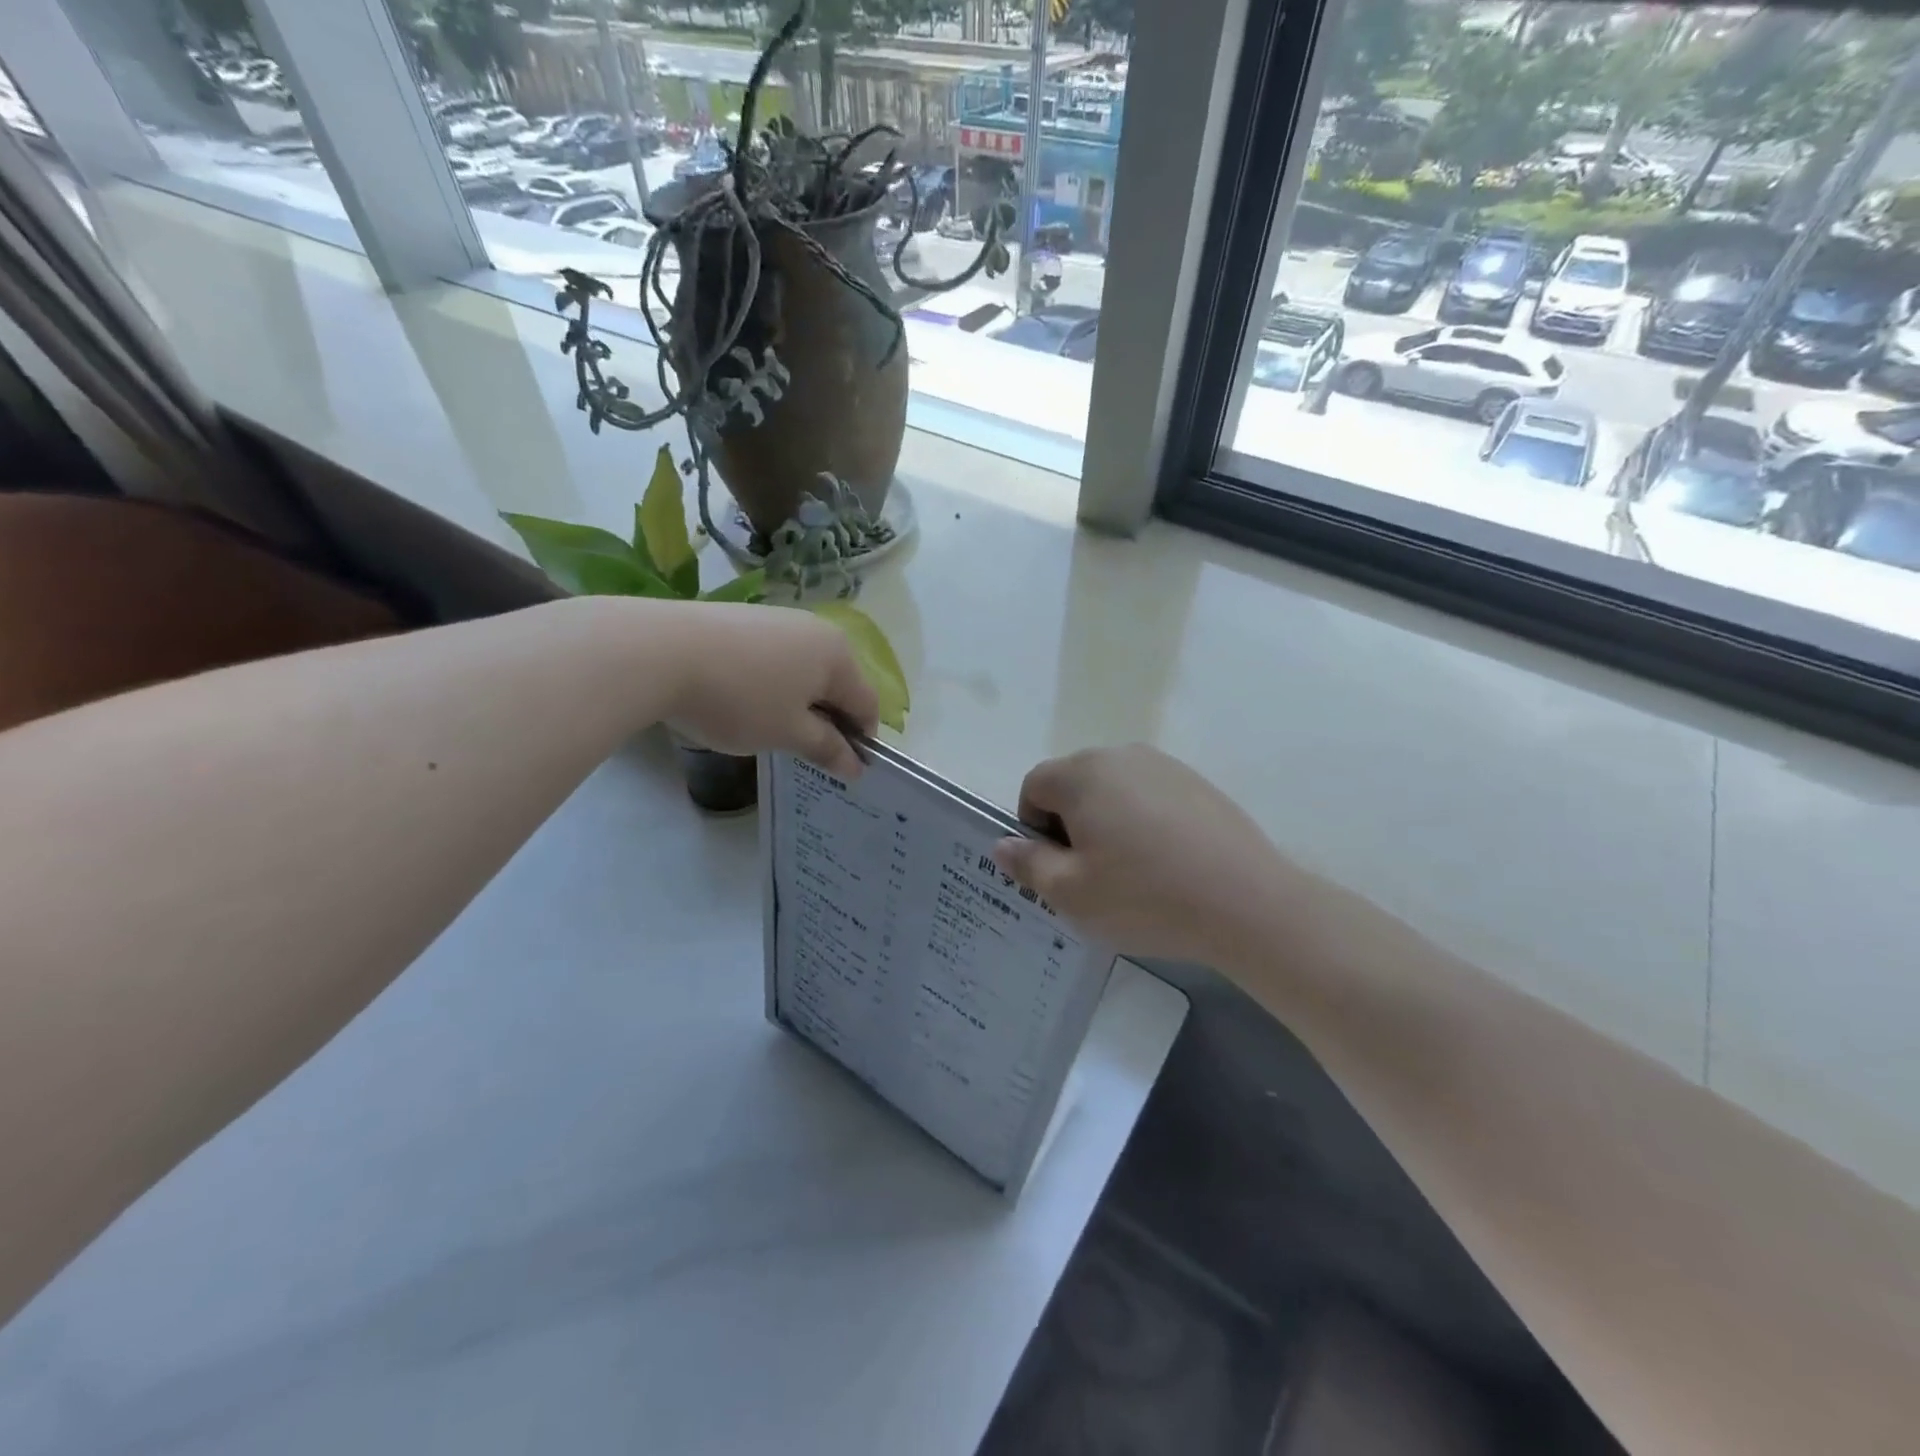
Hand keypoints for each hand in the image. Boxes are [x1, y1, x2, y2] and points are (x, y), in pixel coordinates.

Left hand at [661, 602, 876, 779]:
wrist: (658, 651)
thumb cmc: (739, 699)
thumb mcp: (787, 733)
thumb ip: (826, 748)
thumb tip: (856, 765)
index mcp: (838, 656)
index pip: (867, 704)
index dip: (861, 741)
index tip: (843, 770)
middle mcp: (816, 629)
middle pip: (838, 683)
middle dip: (830, 720)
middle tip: (805, 752)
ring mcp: (778, 619)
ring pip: (805, 669)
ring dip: (799, 702)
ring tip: (771, 728)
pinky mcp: (744, 619)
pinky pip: (775, 658)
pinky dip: (773, 684)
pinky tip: (744, 701)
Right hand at [992, 745, 1294, 965]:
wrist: (1247, 903)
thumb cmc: (1145, 897)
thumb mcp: (1070, 893)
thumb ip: (1028, 863)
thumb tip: (1003, 843)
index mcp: (1083, 774)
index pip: (1034, 786)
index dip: (1034, 828)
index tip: (1058, 867)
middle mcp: (1121, 756)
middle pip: (1074, 783)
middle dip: (1071, 823)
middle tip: (1092, 874)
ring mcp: (1164, 766)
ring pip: (1113, 790)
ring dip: (1108, 822)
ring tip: (1132, 871)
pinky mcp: (1197, 783)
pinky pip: (1150, 796)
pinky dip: (1144, 821)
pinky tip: (1167, 862)